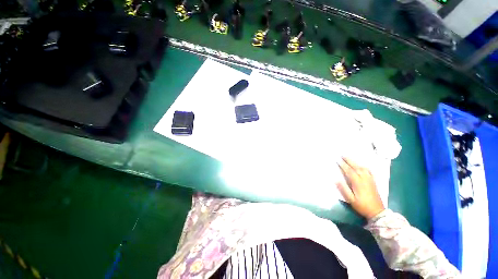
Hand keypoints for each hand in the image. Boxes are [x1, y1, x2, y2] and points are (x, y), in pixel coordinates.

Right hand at [336, 157, 384, 219]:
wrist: (377, 212)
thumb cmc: (362, 206)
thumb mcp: (351, 199)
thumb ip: (344, 189)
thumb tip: (336, 179)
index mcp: (358, 183)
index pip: (349, 171)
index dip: (342, 165)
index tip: (337, 160)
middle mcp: (364, 179)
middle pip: (356, 167)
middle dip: (349, 160)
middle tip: (342, 155)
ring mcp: (370, 180)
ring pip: (363, 168)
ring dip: (355, 162)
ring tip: (350, 158)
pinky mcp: (373, 181)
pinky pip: (369, 171)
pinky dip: (364, 166)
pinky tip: (361, 165)